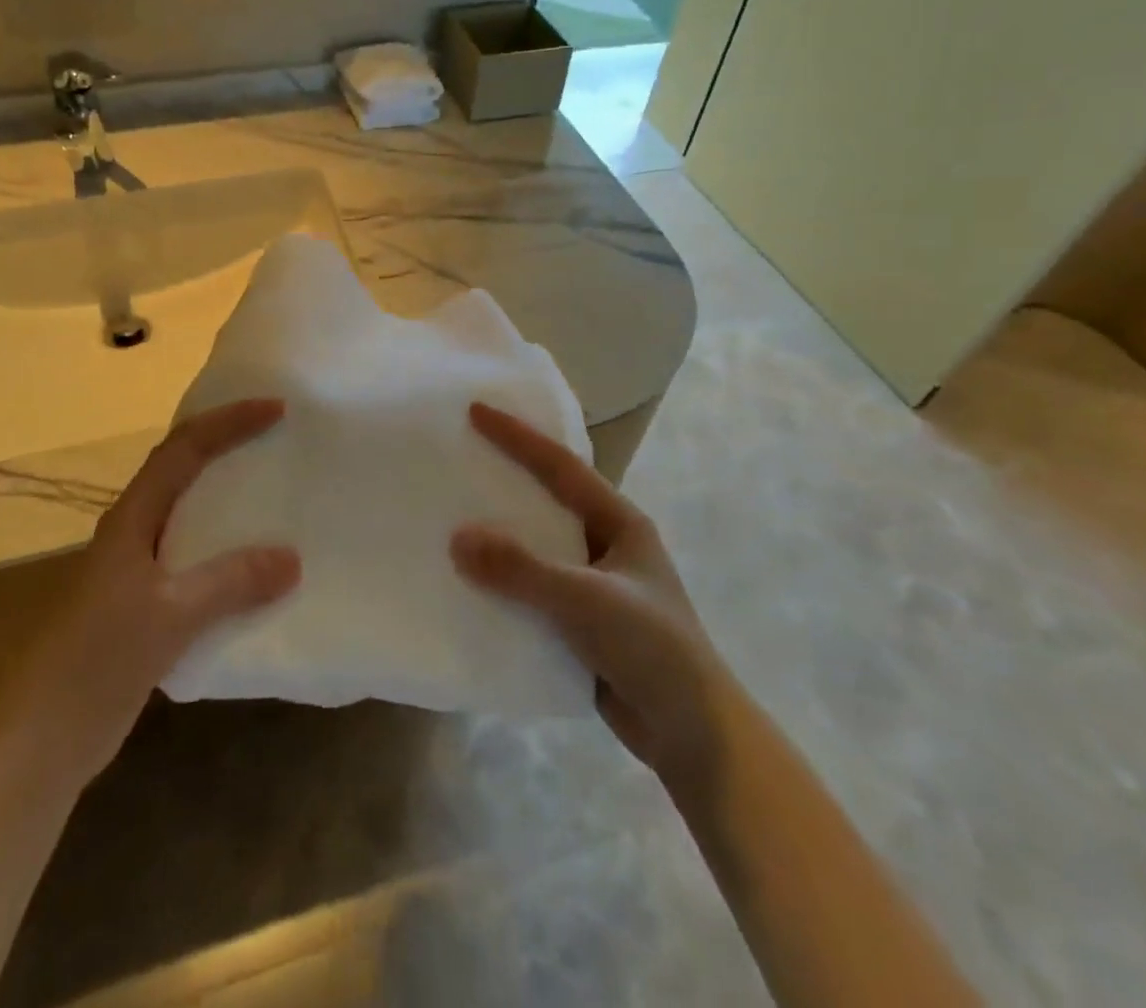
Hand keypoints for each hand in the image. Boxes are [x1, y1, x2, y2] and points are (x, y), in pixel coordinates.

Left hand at [8, 399, 298, 781]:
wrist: (38, 743)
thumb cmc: (95, 664)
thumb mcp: (168, 618)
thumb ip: (230, 583)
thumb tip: (293, 557)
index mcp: (132, 520)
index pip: (182, 450)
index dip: (227, 422)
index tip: (276, 409)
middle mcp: (133, 533)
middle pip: (182, 469)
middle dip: (227, 443)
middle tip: (278, 436)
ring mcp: (136, 571)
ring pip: (190, 514)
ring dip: (228, 495)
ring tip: (276, 489)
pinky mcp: (145, 606)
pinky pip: (196, 558)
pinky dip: (227, 548)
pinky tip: (256, 566)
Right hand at [452, 403, 720, 780]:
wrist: (693, 735)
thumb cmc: (651, 648)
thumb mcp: (586, 600)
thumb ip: (522, 569)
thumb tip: (457, 537)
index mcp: (619, 521)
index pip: (560, 466)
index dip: (519, 436)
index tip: (477, 410)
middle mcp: (606, 543)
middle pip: (547, 498)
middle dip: (507, 476)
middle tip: (461, 455)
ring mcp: (594, 583)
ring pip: (537, 545)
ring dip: (501, 532)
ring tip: (453, 513)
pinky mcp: (580, 621)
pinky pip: (532, 587)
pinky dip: (503, 579)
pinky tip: (470, 581)